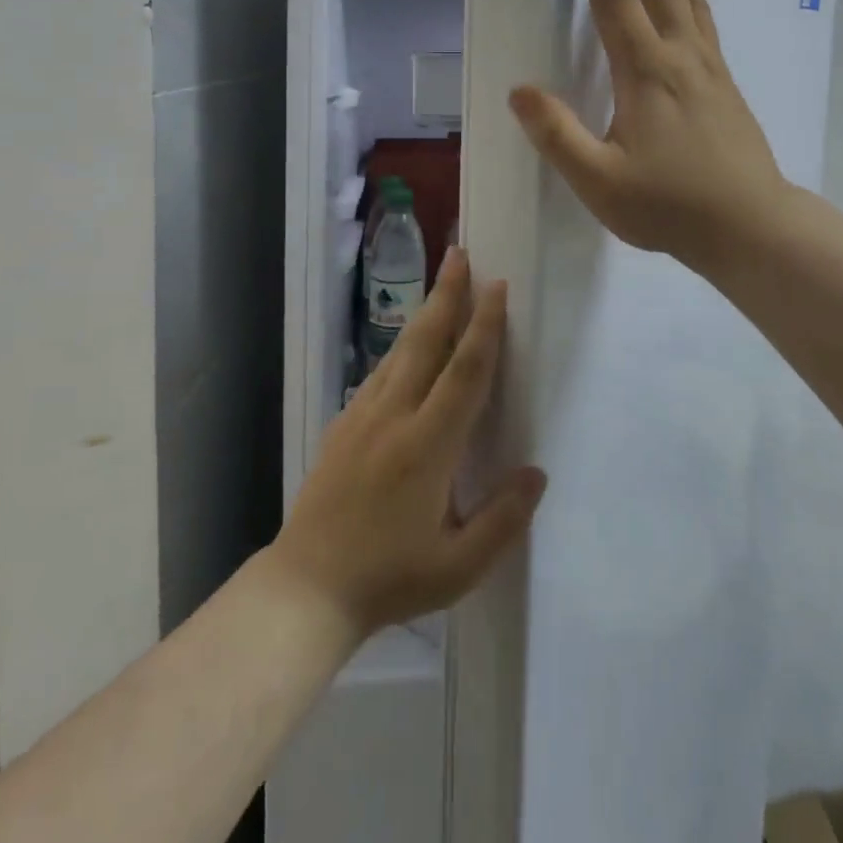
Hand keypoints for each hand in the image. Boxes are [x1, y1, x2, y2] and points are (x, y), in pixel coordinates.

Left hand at [267, 248, 545, 638]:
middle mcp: (394, 417)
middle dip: (447, 295)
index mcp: (428, 446)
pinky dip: (401, 348)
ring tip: (441, 284)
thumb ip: (503, 519)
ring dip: (424, 314)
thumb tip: (536, 473)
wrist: (306, 589)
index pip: (464, 372)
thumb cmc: (389, 579)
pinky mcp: (343, 426)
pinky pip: (379, 374)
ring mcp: (363, 418)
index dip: (484, 326)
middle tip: (460, 253)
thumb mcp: (458, 566)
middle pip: (426, 342)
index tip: (497, 287)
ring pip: (400, 351)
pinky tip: (408, 346)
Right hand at [509, 0, 789, 273]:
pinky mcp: (727, 87)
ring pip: (691, 0)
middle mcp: (681, 58)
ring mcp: (710, 70)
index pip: (616, 1)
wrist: (750, 225)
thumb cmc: (670, 206)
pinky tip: (692, 1)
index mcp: (646, 73)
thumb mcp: (600, 182)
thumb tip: (520, 91)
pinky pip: (707, 23)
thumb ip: (558, 136)